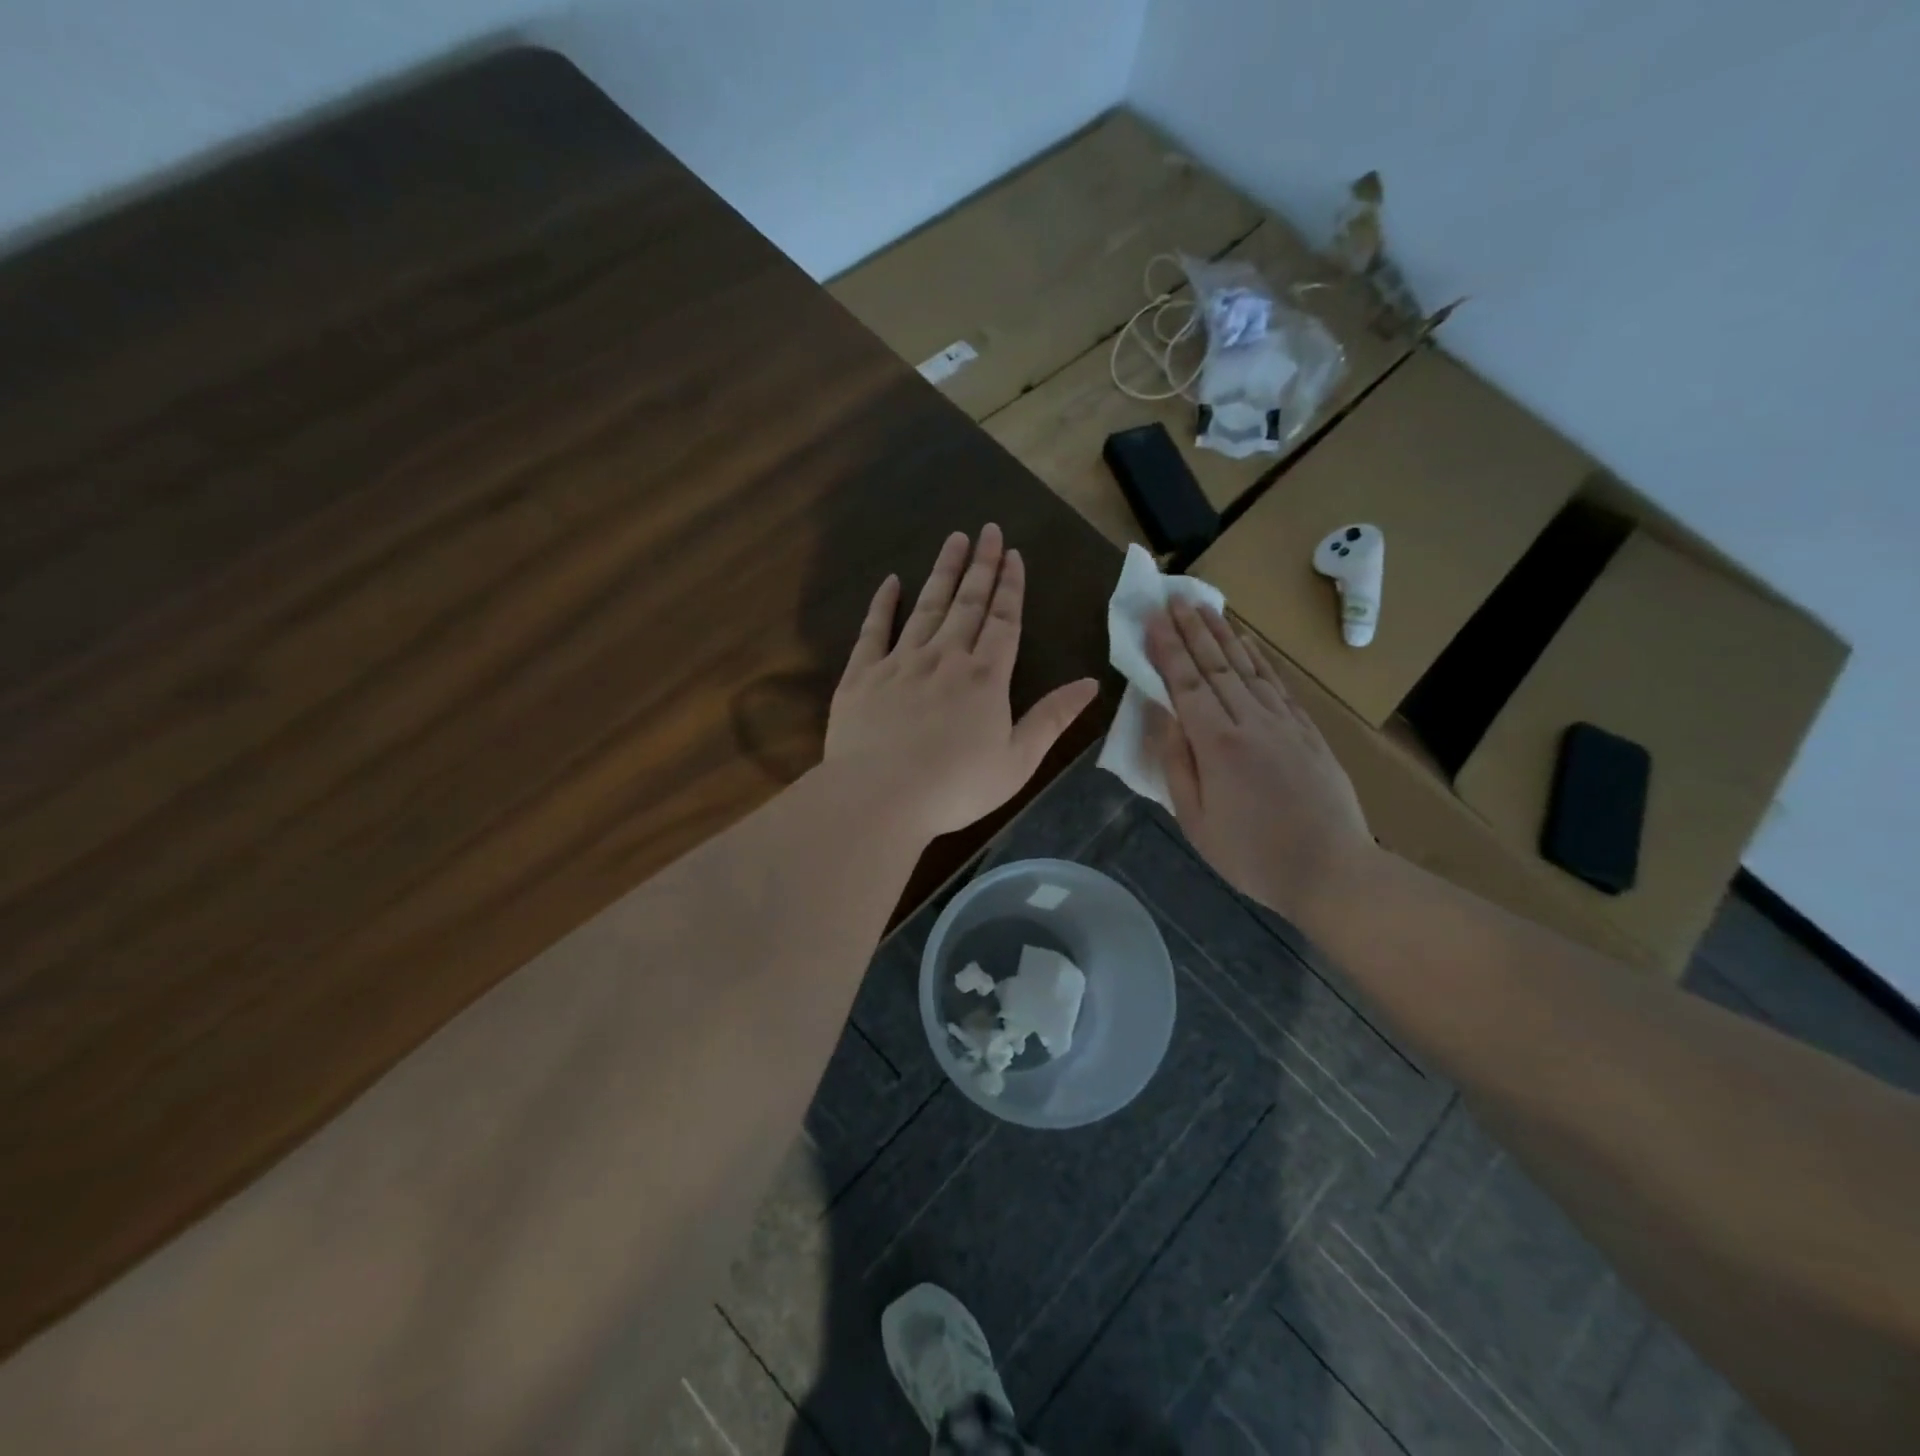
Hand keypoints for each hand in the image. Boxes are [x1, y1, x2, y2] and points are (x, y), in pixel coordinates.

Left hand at [826, 525, 1099, 838]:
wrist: (879, 797)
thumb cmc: (955, 787)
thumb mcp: (1018, 761)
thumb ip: (1052, 718)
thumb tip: (1091, 684)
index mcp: (985, 677)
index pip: (1003, 621)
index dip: (1011, 587)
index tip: (1014, 555)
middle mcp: (945, 657)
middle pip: (967, 603)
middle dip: (981, 565)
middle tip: (989, 530)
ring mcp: (900, 662)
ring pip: (927, 606)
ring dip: (942, 571)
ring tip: (954, 539)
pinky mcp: (862, 675)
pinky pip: (874, 629)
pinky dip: (883, 603)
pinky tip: (891, 581)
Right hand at [1146, 600, 1375, 926]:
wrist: (1332, 871)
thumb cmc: (1252, 855)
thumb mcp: (1195, 821)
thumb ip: (1176, 764)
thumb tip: (1162, 717)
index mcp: (1217, 745)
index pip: (1186, 685)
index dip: (1167, 650)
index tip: (1152, 618)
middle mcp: (1251, 722)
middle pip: (1216, 666)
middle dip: (1192, 629)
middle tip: (1174, 597)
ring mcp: (1284, 723)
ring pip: (1248, 667)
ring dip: (1224, 634)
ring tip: (1206, 606)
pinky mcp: (1308, 731)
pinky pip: (1277, 684)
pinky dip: (1260, 658)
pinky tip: (1248, 642)